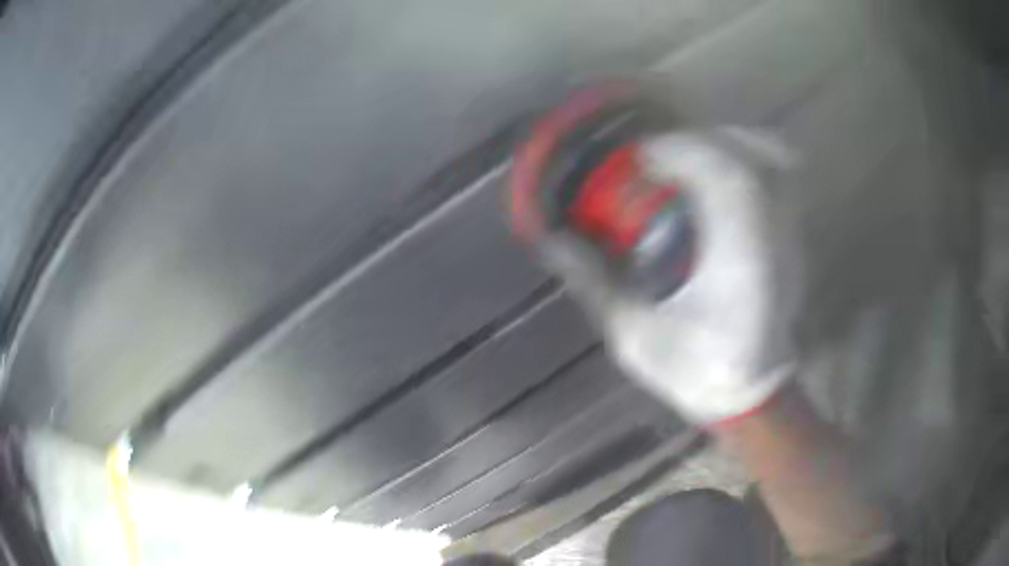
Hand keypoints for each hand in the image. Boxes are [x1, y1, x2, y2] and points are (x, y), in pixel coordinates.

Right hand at [549, 131, 800, 424]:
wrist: (752, 393)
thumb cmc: (697, 374)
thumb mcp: (636, 339)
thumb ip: (597, 286)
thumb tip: (554, 240)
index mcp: (739, 270)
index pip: (732, 184)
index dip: (687, 153)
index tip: (642, 156)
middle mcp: (773, 244)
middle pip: (753, 160)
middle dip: (700, 141)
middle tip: (659, 153)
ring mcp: (790, 238)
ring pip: (773, 161)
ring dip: (725, 141)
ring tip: (686, 154)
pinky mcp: (792, 236)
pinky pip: (779, 175)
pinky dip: (746, 155)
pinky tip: (715, 171)